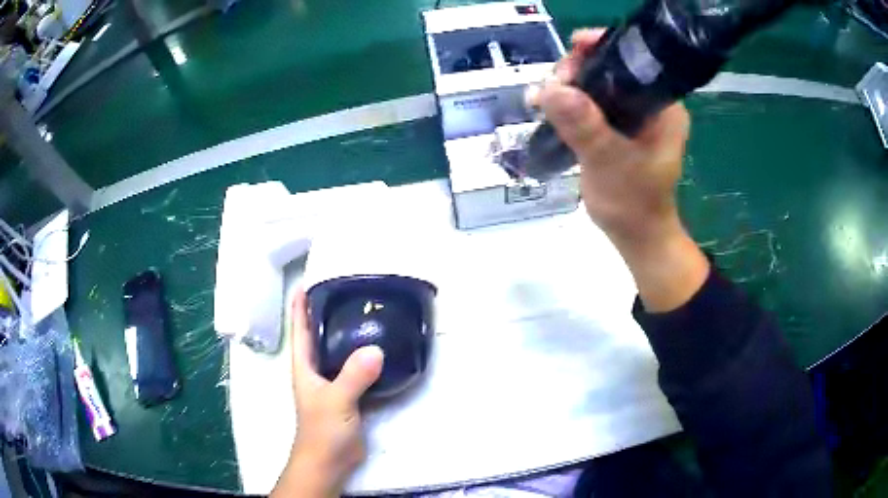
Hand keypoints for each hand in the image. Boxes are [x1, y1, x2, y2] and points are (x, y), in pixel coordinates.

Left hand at [272, 291, 383, 497]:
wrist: (330, 459)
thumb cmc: (323, 429)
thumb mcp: (337, 400)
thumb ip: (354, 376)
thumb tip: (376, 349)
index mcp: (304, 367)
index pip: (300, 330)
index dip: (299, 307)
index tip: (305, 283)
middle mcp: (315, 371)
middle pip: (317, 336)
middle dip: (324, 314)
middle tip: (341, 292)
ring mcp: (332, 383)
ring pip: (337, 352)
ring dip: (345, 334)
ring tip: (361, 314)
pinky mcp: (348, 395)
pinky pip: (354, 369)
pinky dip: (362, 356)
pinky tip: (377, 349)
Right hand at [530, 29, 688, 245]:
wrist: (637, 236)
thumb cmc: (634, 205)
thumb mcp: (610, 164)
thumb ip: (585, 127)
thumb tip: (551, 88)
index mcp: (662, 105)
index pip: (631, 59)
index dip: (598, 49)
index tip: (569, 57)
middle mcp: (650, 102)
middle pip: (608, 67)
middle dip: (575, 70)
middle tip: (550, 89)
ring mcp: (633, 114)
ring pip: (595, 83)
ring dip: (566, 87)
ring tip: (540, 100)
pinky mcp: (617, 125)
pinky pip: (589, 102)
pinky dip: (568, 103)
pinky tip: (546, 108)